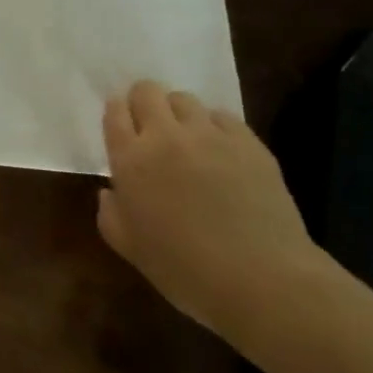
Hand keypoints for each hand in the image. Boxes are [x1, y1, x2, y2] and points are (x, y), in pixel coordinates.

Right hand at [97, 80, 326, 337]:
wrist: (262, 281)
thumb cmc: (185, 270)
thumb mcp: (129, 248)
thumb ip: (110, 213)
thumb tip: (111, 191)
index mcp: (131, 160)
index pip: (114, 112)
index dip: (117, 113)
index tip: (123, 127)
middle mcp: (165, 136)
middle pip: (147, 91)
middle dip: (144, 102)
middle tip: (151, 129)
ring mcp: (210, 135)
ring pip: (185, 99)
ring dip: (179, 114)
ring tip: (187, 140)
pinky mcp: (248, 142)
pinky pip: (223, 117)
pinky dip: (214, 127)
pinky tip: (221, 153)